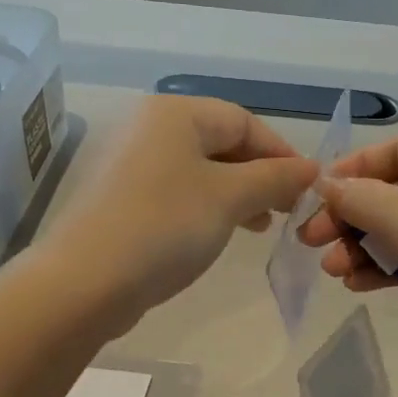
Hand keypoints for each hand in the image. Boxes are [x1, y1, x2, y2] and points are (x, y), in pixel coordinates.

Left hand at [39, 96, 317, 328]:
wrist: (86, 282)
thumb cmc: (165, 227)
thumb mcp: (230, 198)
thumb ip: (275, 178)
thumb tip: (312, 168)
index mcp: (174, 114)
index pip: (243, 121)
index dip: (281, 152)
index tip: (308, 188)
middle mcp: (149, 128)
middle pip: (221, 143)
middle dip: (260, 175)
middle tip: (289, 209)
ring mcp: (130, 163)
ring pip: (201, 170)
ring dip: (238, 194)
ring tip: (263, 224)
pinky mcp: (121, 198)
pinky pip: (178, 191)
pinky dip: (208, 206)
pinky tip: (224, 231)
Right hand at [297, 133, 397, 372]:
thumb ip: (362, 198)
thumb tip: (322, 183)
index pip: (396, 150)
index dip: (353, 170)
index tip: (315, 195)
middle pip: (390, 190)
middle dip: (350, 215)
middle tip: (311, 239)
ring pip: (395, 226)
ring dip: (360, 244)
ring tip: (331, 268)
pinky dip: (380, 266)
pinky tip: (355, 283)